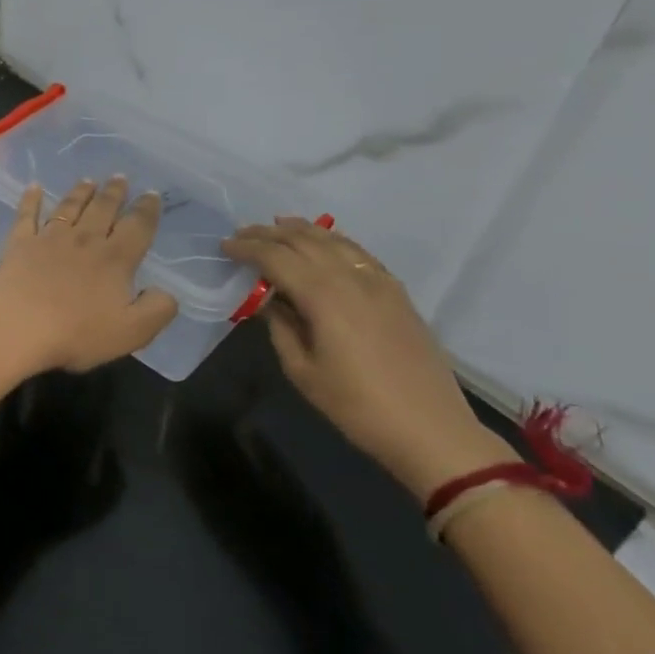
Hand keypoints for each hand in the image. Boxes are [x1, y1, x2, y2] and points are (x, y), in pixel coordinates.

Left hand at [0, 178, 178, 373]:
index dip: (147, 210)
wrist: (18, 328)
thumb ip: (157, 309)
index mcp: (115, 259)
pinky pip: (26, 215)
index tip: (152, 194)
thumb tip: (166, 291)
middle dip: (114, 192)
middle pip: (103, 209)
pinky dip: (31, 199)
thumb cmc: (77, 333)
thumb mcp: (132, 332)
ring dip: (80, 192)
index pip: (138, 227)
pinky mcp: (20, 244)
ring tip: (88, 180)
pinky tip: (33, 187)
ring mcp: (49, 239)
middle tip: (120, 177)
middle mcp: (84, 240)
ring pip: (69, 207)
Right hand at [223, 219, 512, 500]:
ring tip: (279, 225)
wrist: (429, 429)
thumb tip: (268, 301)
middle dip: (270, 234)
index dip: (248, 249)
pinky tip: (325, 243)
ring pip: (335, 241)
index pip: (277, 258)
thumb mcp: (302, 370)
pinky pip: (360, 253)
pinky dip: (335, 241)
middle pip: (304, 242)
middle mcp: (351, 279)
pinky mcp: (397, 293)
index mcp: (324, 296)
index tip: (224, 246)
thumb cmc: (355, 405)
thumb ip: (280, 327)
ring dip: (303, 230)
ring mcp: (379, 283)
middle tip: (243, 232)